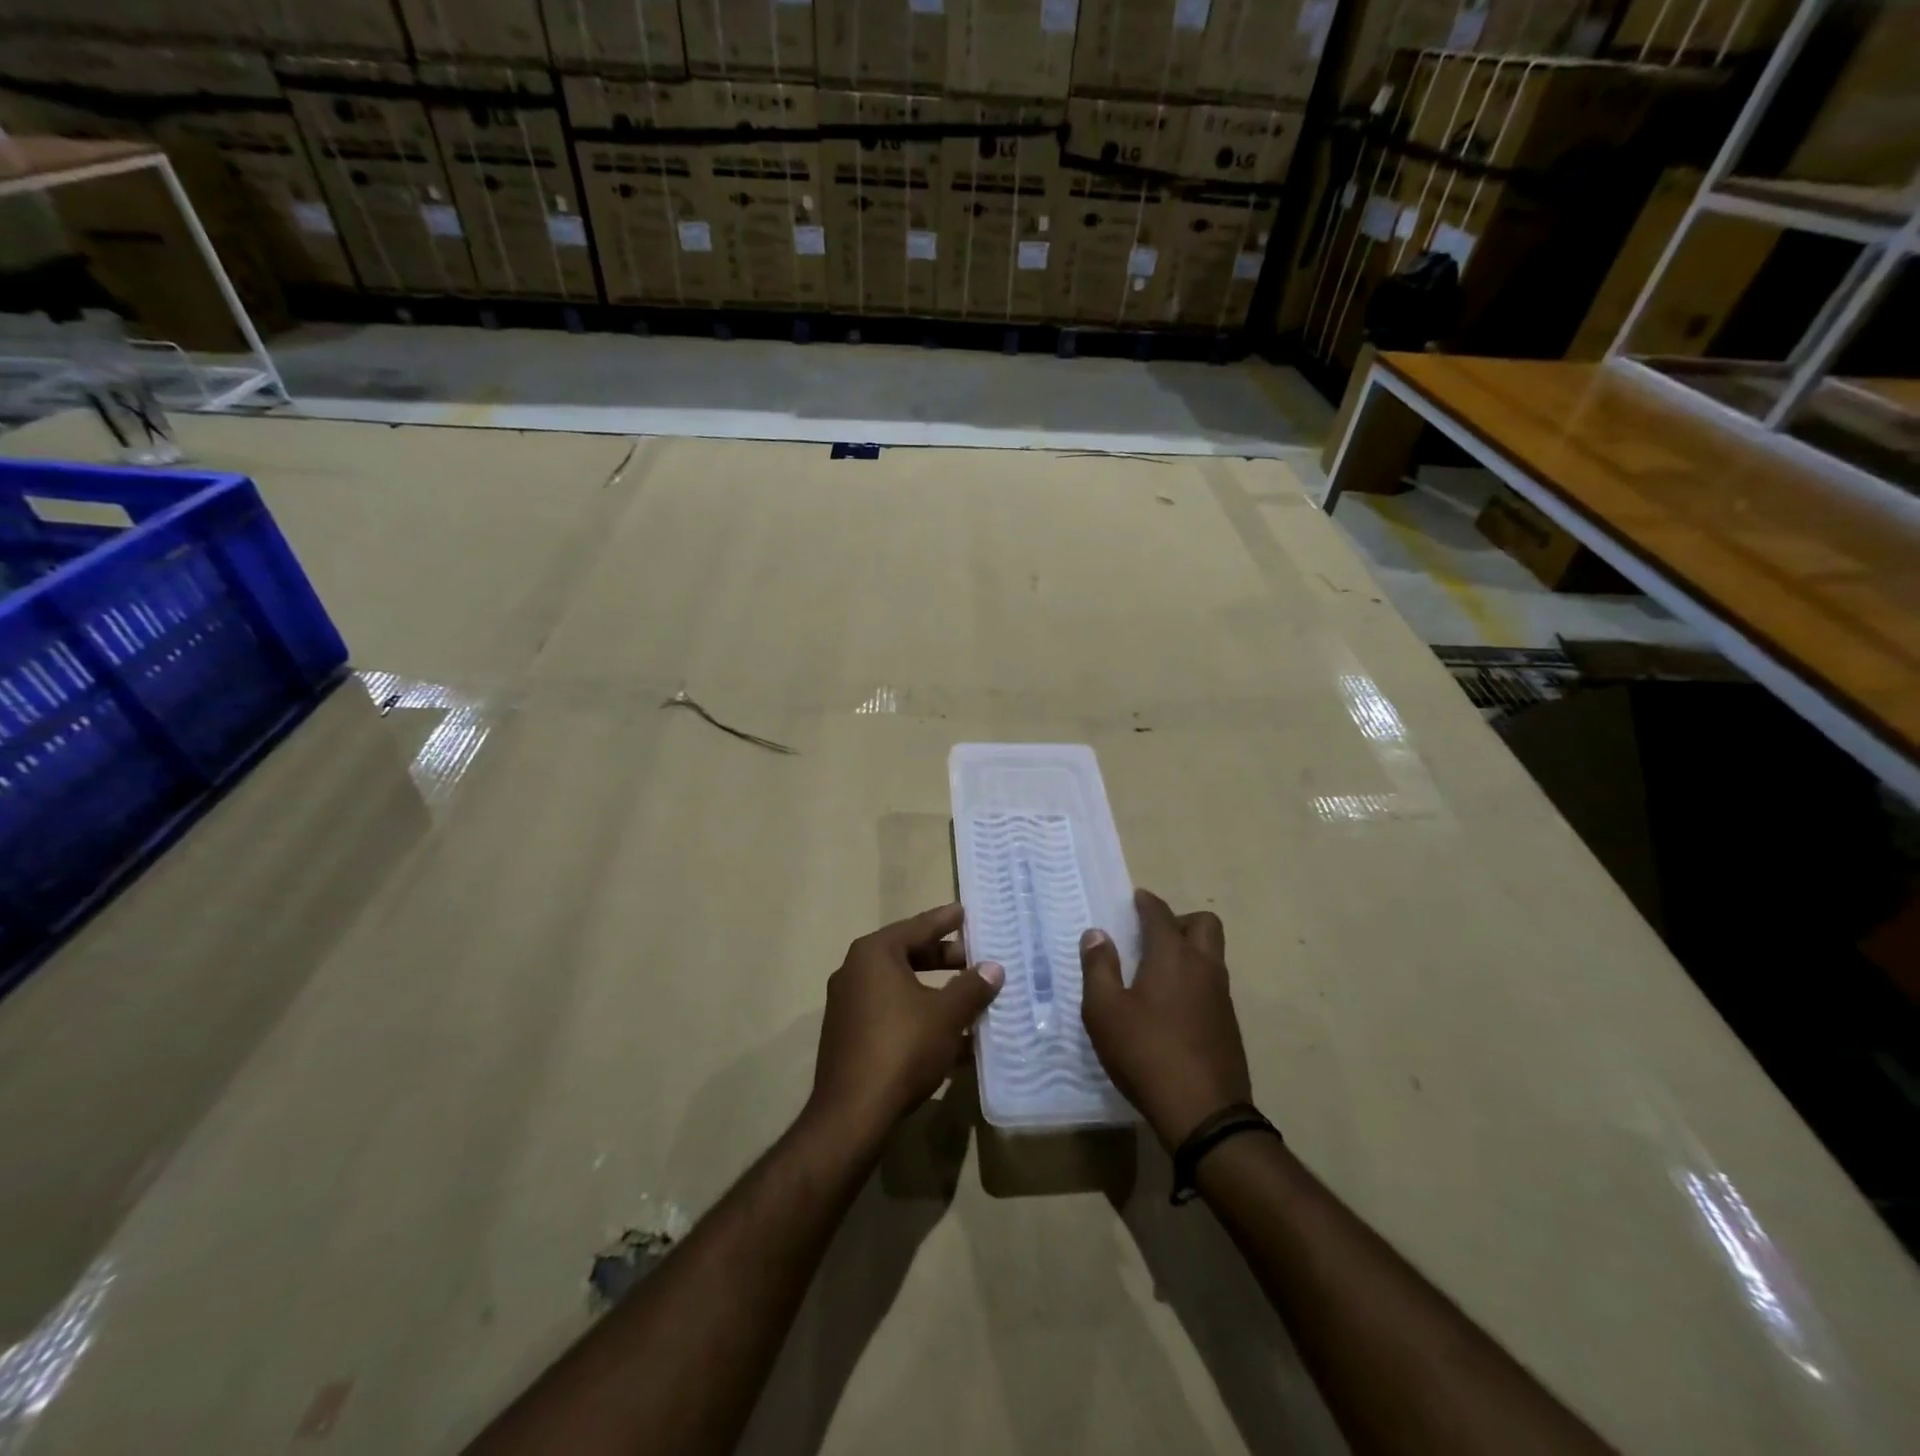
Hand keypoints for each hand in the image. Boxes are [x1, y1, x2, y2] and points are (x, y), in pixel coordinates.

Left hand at [809, 904, 1003, 1142]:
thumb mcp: (946, 1014)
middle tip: (974, 959)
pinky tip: (953, 1041)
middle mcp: (855, 972)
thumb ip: (971, 988)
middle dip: (943, 959)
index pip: (916, 927)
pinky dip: (920, 1019)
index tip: (965, 912)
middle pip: (907, 956)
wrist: (853, 1113)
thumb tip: (994, 968)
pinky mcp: (850, 1037)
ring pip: (901, 989)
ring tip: (970, 1001)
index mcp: (874, 954)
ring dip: (935, 994)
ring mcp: (848, 1006)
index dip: (944, 920)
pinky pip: (892, 1016)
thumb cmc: (902, 1047)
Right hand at [1081, 889, 1250, 1149]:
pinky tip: (1172, 1007)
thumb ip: (1098, 967)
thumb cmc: (1146, 1052)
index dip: (1146, 902)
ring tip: (1156, 972)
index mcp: (1172, 956)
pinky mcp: (1228, 1024)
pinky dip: (1194, 980)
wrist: (1204, 1112)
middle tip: (1151, 937)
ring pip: (1212, 954)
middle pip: (1203, 924)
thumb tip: (1096, 934)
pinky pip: (1213, 984)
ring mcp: (1221, 996)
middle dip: (1178, 921)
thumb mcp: (1105, 1011)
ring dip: (1189, 951)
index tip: (1136, 900)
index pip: (1161, 913)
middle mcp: (1203, 967)